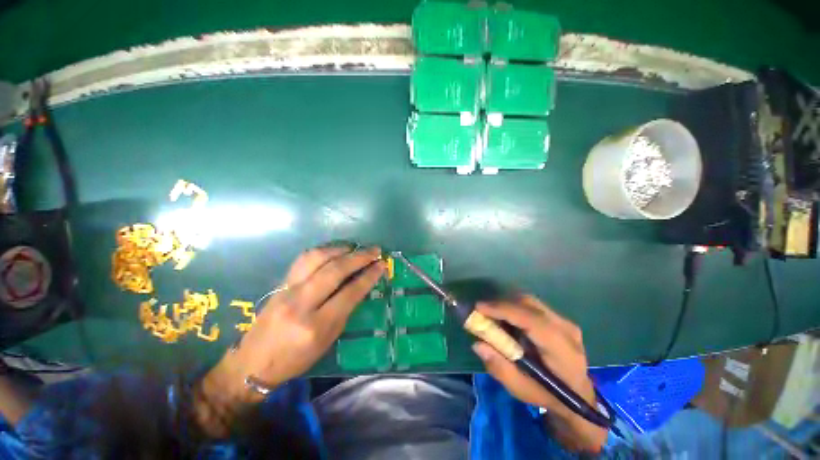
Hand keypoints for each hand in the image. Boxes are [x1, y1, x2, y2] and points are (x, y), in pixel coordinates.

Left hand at [195, 245, 384, 436]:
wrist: (253, 362)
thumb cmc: (297, 358)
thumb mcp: (328, 339)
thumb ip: (345, 309)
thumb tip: (362, 283)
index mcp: (317, 325)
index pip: (350, 293)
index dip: (369, 276)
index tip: (382, 264)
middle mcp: (301, 304)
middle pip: (335, 271)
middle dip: (359, 257)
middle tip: (375, 250)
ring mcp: (287, 290)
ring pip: (317, 258)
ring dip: (340, 249)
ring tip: (355, 247)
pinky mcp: (280, 283)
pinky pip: (303, 259)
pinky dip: (323, 250)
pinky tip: (333, 250)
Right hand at [471, 296, 606, 452]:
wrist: (578, 396)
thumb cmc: (549, 396)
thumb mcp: (522, 390)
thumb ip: (500, 368)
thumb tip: (478, 343)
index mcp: (562, 351)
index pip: (532, 320)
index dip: (503, 310)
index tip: (479, 308)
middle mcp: (566, 329)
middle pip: (529, 304)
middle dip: (501, 304)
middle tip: (481, 312)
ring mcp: (564, 321)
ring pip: (529, 301)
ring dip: (506, 305)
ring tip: (491, 316)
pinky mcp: (559, 319)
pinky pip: (532, 305)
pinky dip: (514, 307)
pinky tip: (506, 319)